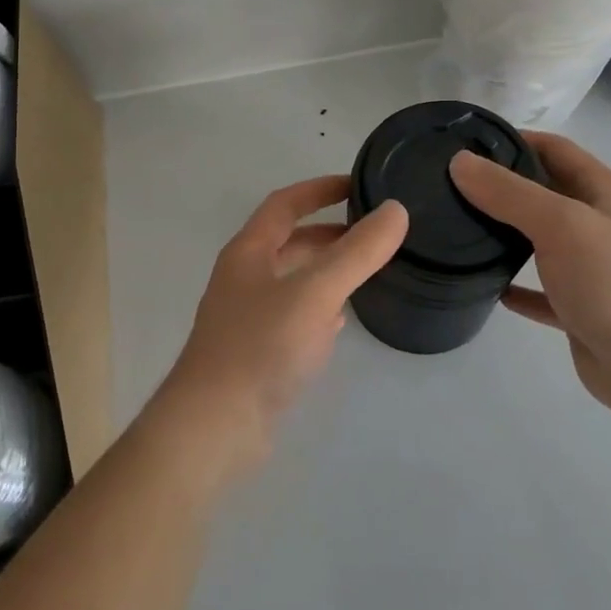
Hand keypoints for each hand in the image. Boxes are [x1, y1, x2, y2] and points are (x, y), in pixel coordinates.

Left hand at [149, 176, 407, 480]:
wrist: (214, 426)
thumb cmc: (261, 347)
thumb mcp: (315, 292)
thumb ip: (357, 252)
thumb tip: (396, 210)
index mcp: (249, 252)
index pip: (285, 204)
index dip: (319, 189)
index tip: (358, 184)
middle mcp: (244, 277)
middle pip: (289, 242)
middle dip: (329, 233)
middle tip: (374, 232)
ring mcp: (248, 316)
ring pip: (293, 280)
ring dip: (326, 270)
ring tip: (368, 270)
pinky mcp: (257, 352)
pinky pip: (294, 316)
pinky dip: (319, 309)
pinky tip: (341, 320)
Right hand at [449, 134, 610, 422]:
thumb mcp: (561, 224)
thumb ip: (510, 192)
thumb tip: (460, 162)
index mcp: (605, 194)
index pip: (555, 149)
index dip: (514, 140)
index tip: (466, 143)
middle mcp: (600, 225)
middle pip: (545, 192)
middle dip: (503, 185)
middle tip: (450, 186)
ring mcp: (592, 269)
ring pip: (541, 241)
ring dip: (506, 233)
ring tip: (458, 228)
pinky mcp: (581, 309)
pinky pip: (541, 290)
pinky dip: (516, 285)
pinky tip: (487, 285)